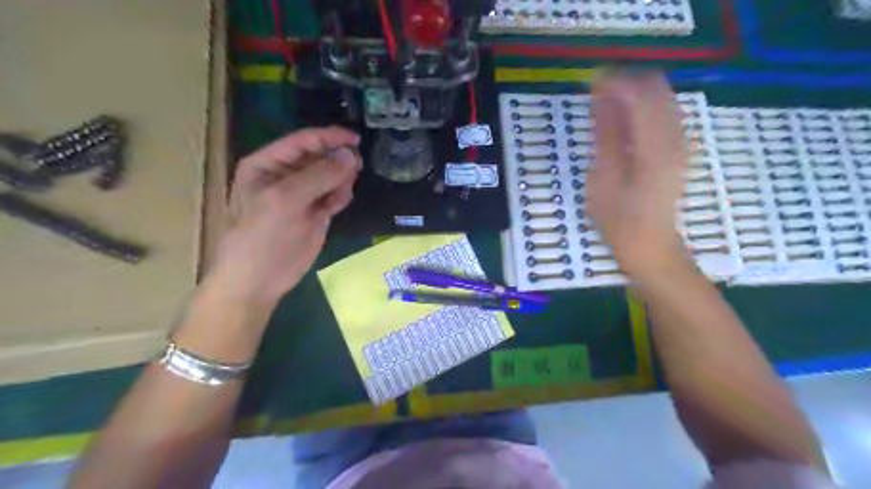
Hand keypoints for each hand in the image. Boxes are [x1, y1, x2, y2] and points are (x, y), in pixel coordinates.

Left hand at [210, 127, 359, 309]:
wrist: (258, 281)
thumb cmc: (262, 237)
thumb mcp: (285, 201)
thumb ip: (319, 175)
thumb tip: (350, 154)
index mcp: (268, 164)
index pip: (303, 141)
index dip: (329, 137)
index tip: (356, 139)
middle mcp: (286, 176)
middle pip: (320, 157)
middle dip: (338, 159)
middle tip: (357, 166)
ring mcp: (303, 196)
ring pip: (331, 176)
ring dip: (341, 179)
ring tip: (343, 191)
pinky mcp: (316, 214)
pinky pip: (335, 196)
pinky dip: (341, 196)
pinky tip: (340, 203)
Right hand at [584, 70, 695, 282]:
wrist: (652, 249)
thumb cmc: (620, 222)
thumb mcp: (603, 180)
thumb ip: (605, 136)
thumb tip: (601, 99)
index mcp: (655, 147)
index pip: (640, 93)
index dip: (614, 82)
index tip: (589, 83)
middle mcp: (676, 137)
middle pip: (656, 87)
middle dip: (624, 83)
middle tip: (595, 94)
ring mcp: (682, 142)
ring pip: (661, 97)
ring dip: (633, 94)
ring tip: (603, 107)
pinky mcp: (679, 149)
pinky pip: (663, 113)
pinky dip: (641, 109)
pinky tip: (620, 124)